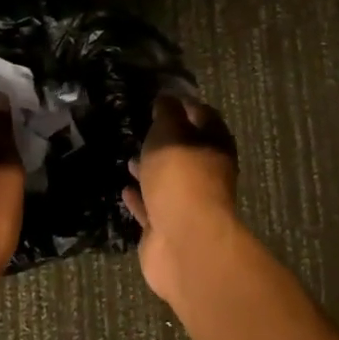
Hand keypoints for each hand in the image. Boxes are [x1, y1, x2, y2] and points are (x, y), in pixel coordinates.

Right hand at [123, 94, 244, 305]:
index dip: (184, 106)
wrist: (184, 241)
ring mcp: (187, 203)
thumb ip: (167, 113)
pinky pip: (152, 207)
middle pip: (186, 151)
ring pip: (168, 181)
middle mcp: (206, 173)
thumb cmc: (180, 177)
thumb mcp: (170, 132)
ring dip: (151, 170)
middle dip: (166, 142)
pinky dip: (140, 198)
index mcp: (214, 145)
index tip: (161, 99)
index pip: (203, 116)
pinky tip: (124, 189)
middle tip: (142, 130)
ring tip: (129, 158)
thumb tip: (167, 98)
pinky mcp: (168, 228)